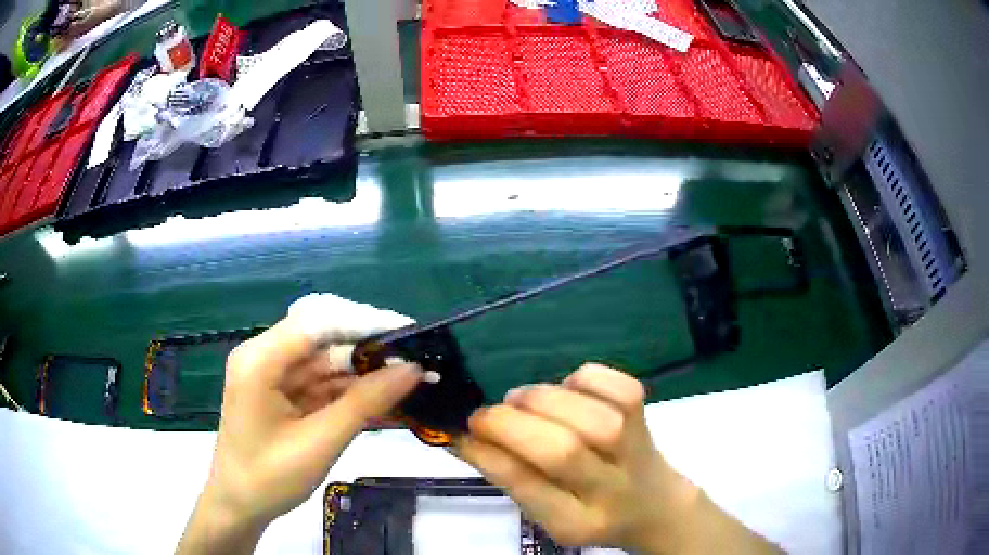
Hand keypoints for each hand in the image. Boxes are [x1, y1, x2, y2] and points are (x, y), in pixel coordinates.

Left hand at [178, 294, 422, 553]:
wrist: (239, 506)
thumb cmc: (269, 479)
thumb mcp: (320, 443)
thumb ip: (365, 404)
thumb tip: (412, 369)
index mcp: (260, 360)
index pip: (317, 322)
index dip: (364, 323)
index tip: (409, 333)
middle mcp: (264, 356)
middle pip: (322, 338)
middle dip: (369, 350)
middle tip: (416, 360)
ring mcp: (272, 373)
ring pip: (326, 361)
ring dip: (364, 373)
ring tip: (410, 380)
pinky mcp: (281, 391)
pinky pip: (321, 383)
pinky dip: (350, 392)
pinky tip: (383, 398)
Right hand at [458, 364, 779, 554]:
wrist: (654, 506)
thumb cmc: (588, 511)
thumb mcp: (545, 512)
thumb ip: (509, 476)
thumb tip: (462, 436)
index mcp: (575, 522)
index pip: (528, 487)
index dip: (489, 452)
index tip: (462, 432)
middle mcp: (610, 489)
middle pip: (562, 450)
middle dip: (511, 424)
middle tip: (485, 415)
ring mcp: (635, 449)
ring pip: (590, 416)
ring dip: (541, 399)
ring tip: (521, 401)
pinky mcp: (646, 415)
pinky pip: (615, 385)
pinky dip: (582, 379)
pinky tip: (566, 391)